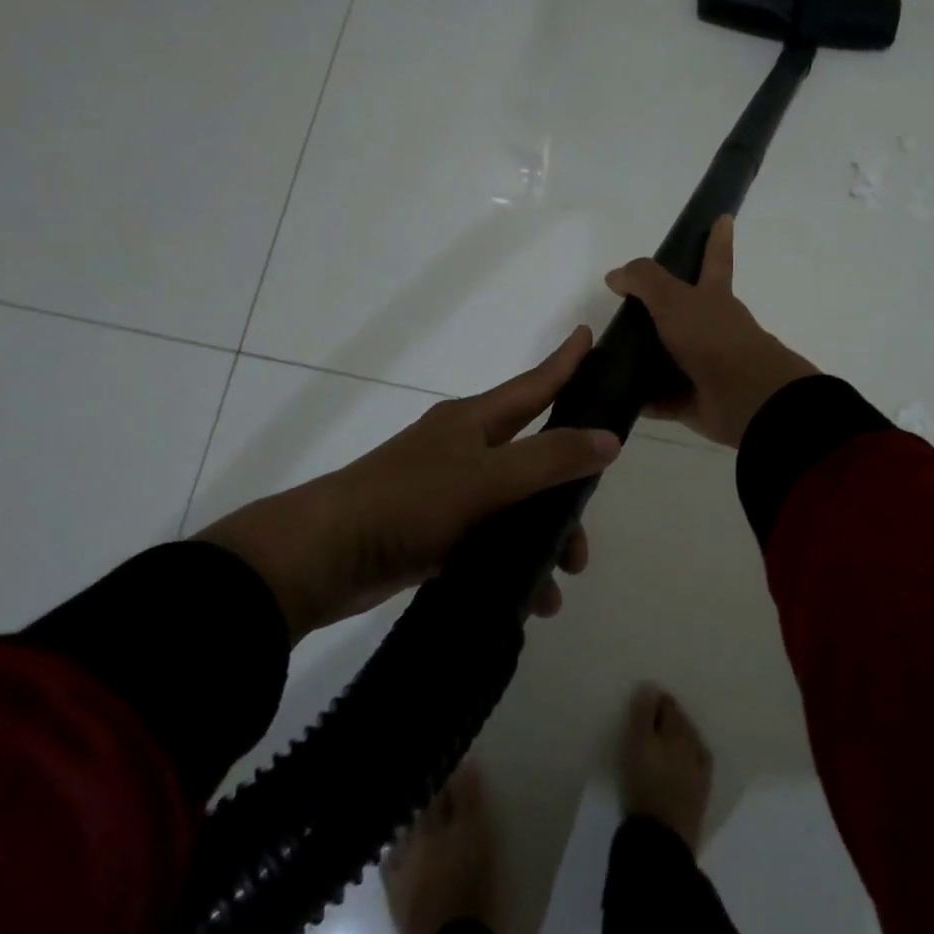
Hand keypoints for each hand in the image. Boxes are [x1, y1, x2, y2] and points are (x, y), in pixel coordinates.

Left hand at [200, 328, 619, 641]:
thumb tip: (611, 439)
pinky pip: (491, 541)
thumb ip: (551, 459)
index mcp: (473, 422)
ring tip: (560, 580)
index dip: (565, 362)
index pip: (533, 385)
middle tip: (585, 524)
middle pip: (533, 457)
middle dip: (566, 490)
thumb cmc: (408, 502)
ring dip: (543, 539)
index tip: (590, 335)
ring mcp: (448, 493)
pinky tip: (530, 598)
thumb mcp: (488, 479)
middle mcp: (464, 450)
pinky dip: (513, 563)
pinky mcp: (435, 533)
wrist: (322, 557)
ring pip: (515, 506)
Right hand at [605, 216, 818, 448]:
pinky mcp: (694, 401)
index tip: (723, 218)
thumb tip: (616, 276)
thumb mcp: (675, 299)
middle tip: (626, 310)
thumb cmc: (713, 338)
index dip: (717, 239)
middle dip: (660, 310)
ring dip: (645, 358)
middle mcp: (712, 329)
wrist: (746, 398)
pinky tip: (615, 395)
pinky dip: (643, 398)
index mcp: (714, 297)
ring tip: (607, 355)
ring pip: (669, 357)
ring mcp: (705, 366)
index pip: (715, 259)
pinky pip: (662, 398)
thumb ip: (645, 281)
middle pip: (683, 313)